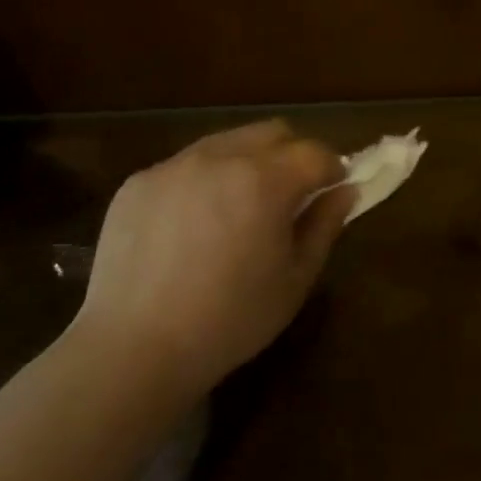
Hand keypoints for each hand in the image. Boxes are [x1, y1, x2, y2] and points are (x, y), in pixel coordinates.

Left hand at [74, 121, 353, 395]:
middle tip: (289, 197)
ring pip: (225, 143)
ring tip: (237, 211)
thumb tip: (345, 191)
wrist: (134, 348)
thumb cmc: (230, 321)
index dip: (332, 169)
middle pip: (271, 132)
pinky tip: (190, 229)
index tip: (332, 191)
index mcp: (264, 180)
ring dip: (245, 164)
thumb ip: (324, 226)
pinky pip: (184, 166)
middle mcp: (218, 157)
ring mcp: (172, 166)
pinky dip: (202, 182)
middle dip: (291, 155)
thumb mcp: (294, 280)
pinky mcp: (138, 182)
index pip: (314, 152)